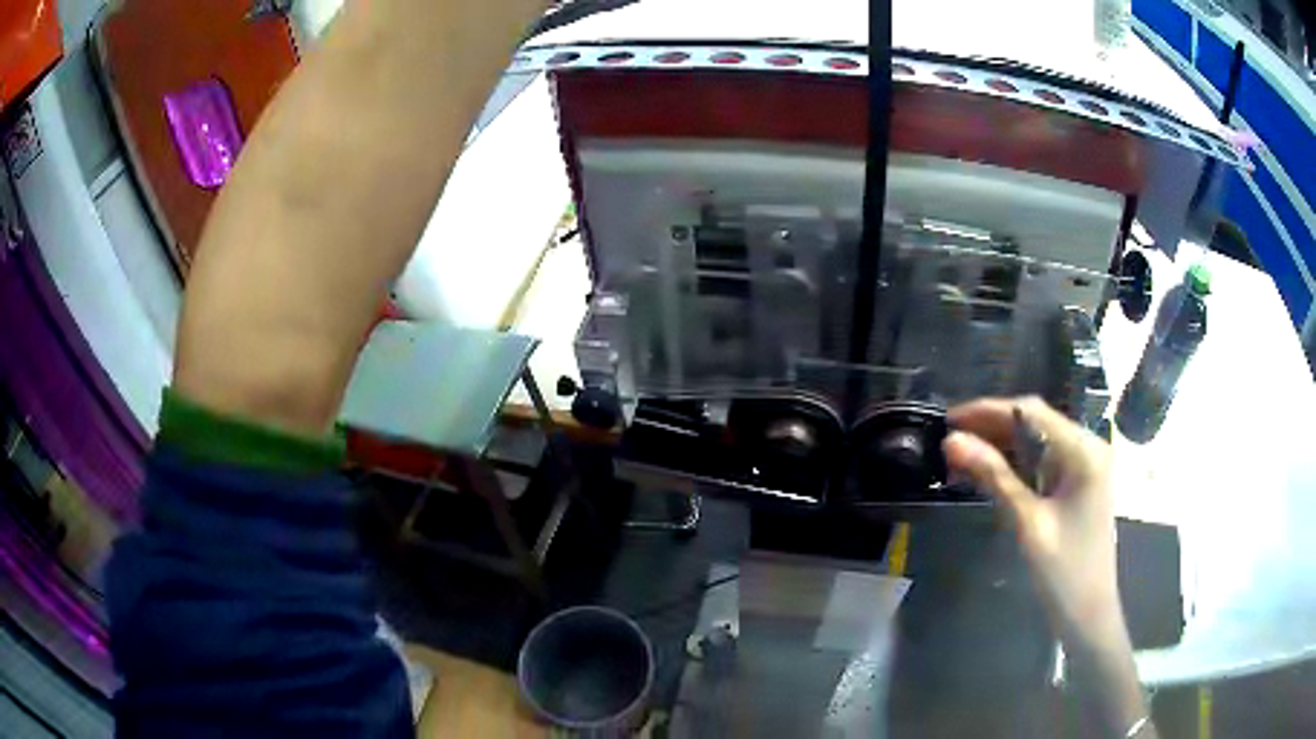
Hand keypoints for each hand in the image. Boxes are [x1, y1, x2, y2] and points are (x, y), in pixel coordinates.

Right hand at [943, 397, 1155, 736]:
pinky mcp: (1077, 484)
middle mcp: (1087, 447)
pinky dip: (1014, 464)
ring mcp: (1084, 465)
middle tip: (948, 439)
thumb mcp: (1027, 523)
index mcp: (1084, 451)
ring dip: (1000, 445)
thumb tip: (952, 441)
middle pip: (1035, 422)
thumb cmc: (1063, 572)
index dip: (988, 410)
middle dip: (991, 427)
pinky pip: (1042, 462)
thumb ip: (994, 477)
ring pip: (1036, 441)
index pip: (1031, 412)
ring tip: (960, 455)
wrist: (1088, 615)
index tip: (949, 419)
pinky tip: (987, 472)